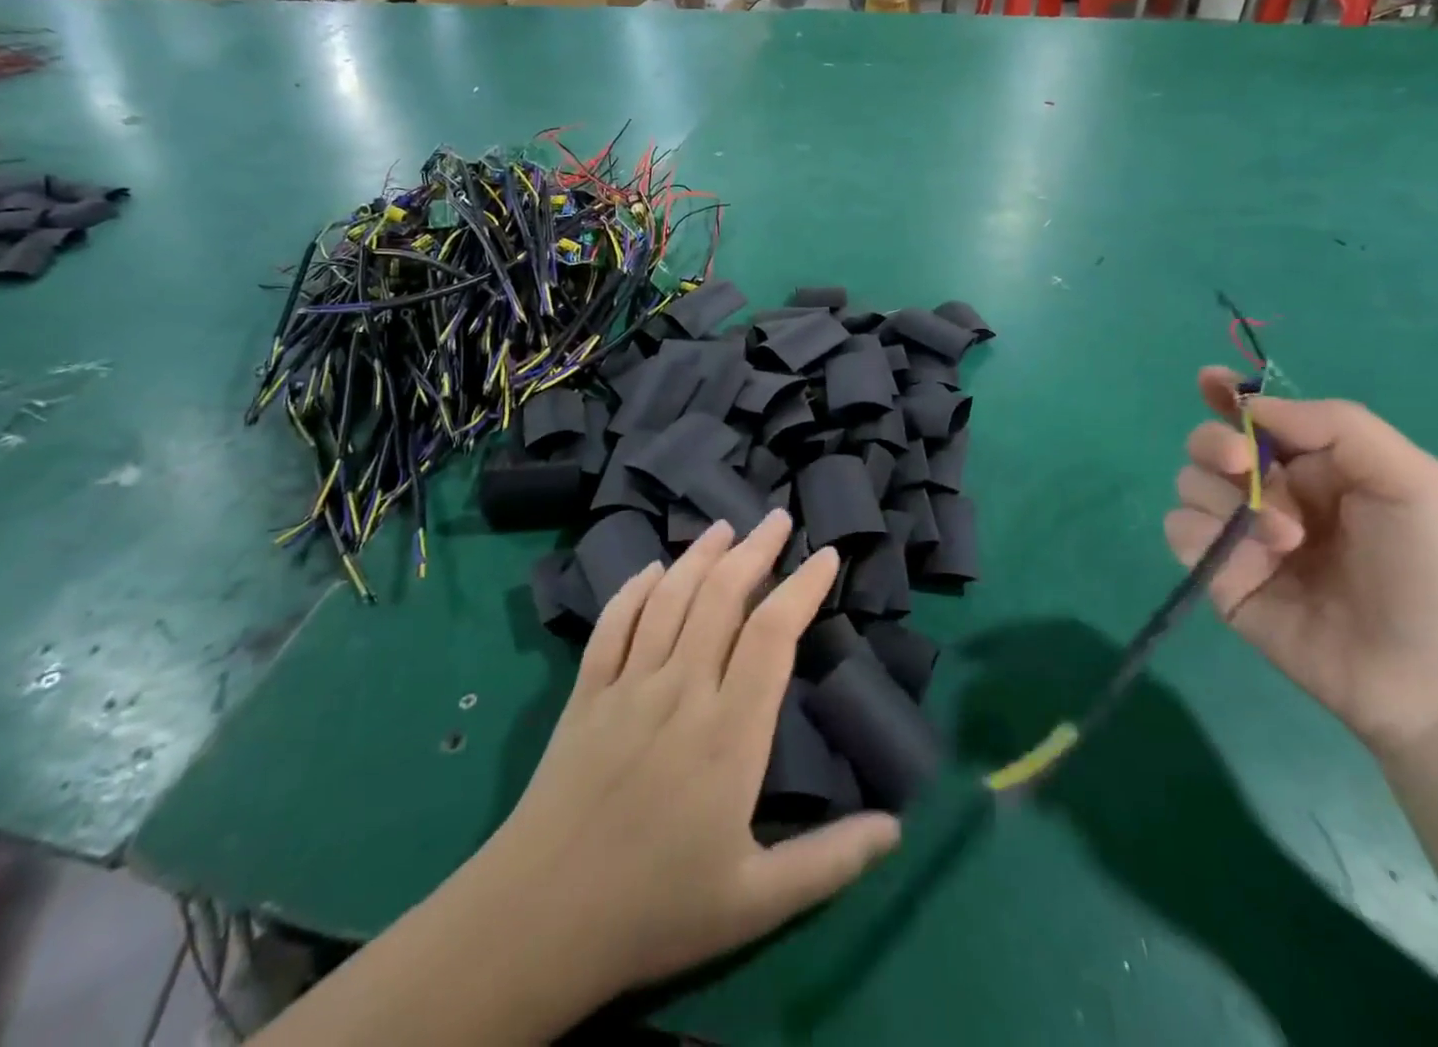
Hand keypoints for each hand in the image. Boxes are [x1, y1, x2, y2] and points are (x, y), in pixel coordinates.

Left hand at [472, 513, 900, 1003]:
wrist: (539, 918)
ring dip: (700, 555)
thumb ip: (831, 860)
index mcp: (729, 732)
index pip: (773, 635)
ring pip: (669, 598)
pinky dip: (635, 589)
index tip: (826, 556)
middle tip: (779, 518)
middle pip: (722, 597)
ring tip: (724, 526)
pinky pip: (613, 624)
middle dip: (755, 550)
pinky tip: (652, 570)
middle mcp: (680, 689)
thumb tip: (898, 828)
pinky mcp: (586, 692)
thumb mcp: (757, 901)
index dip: (802, 588)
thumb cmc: (656, 909)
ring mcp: (627, 685)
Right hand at [1164, 368, 1437, 758]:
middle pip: (1208, 446)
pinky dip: (1201, 534)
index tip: (1205, 381)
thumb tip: (1249, 408)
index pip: (1257, 420)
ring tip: (1285, 540)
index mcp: (1320, 468)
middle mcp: (1274, 495)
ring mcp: (1242, 537)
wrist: (1437, 680)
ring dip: (1226, 500)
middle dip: (1215, 444)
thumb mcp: (1414, 480)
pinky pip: (1180, 531)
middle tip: (1241, 463)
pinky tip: (1246, 561)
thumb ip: (1335, 425)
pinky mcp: (1220, 576)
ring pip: (1189, 485)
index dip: (1226, 396)